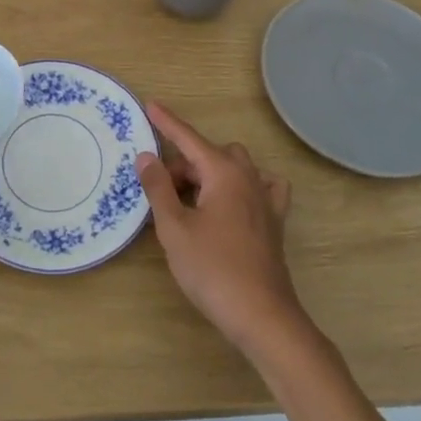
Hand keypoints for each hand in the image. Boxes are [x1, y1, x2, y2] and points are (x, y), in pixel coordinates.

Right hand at [135, 101, 305, 355]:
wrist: (263, 317)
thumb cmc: (214, 270)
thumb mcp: (174, 228)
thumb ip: (158, 188)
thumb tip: (146, 156)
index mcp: (223, 172)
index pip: (188, 138)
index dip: (167, 122)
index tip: (150, 103)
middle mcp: (248, 177)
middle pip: (209, 155)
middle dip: (183, 165)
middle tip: (162, 193)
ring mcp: (265, 199)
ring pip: (233, 168)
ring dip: (208, 175)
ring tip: (189, 203)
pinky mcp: (273, 222)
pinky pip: (260, 187)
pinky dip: (242, 185)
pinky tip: (233, 201)